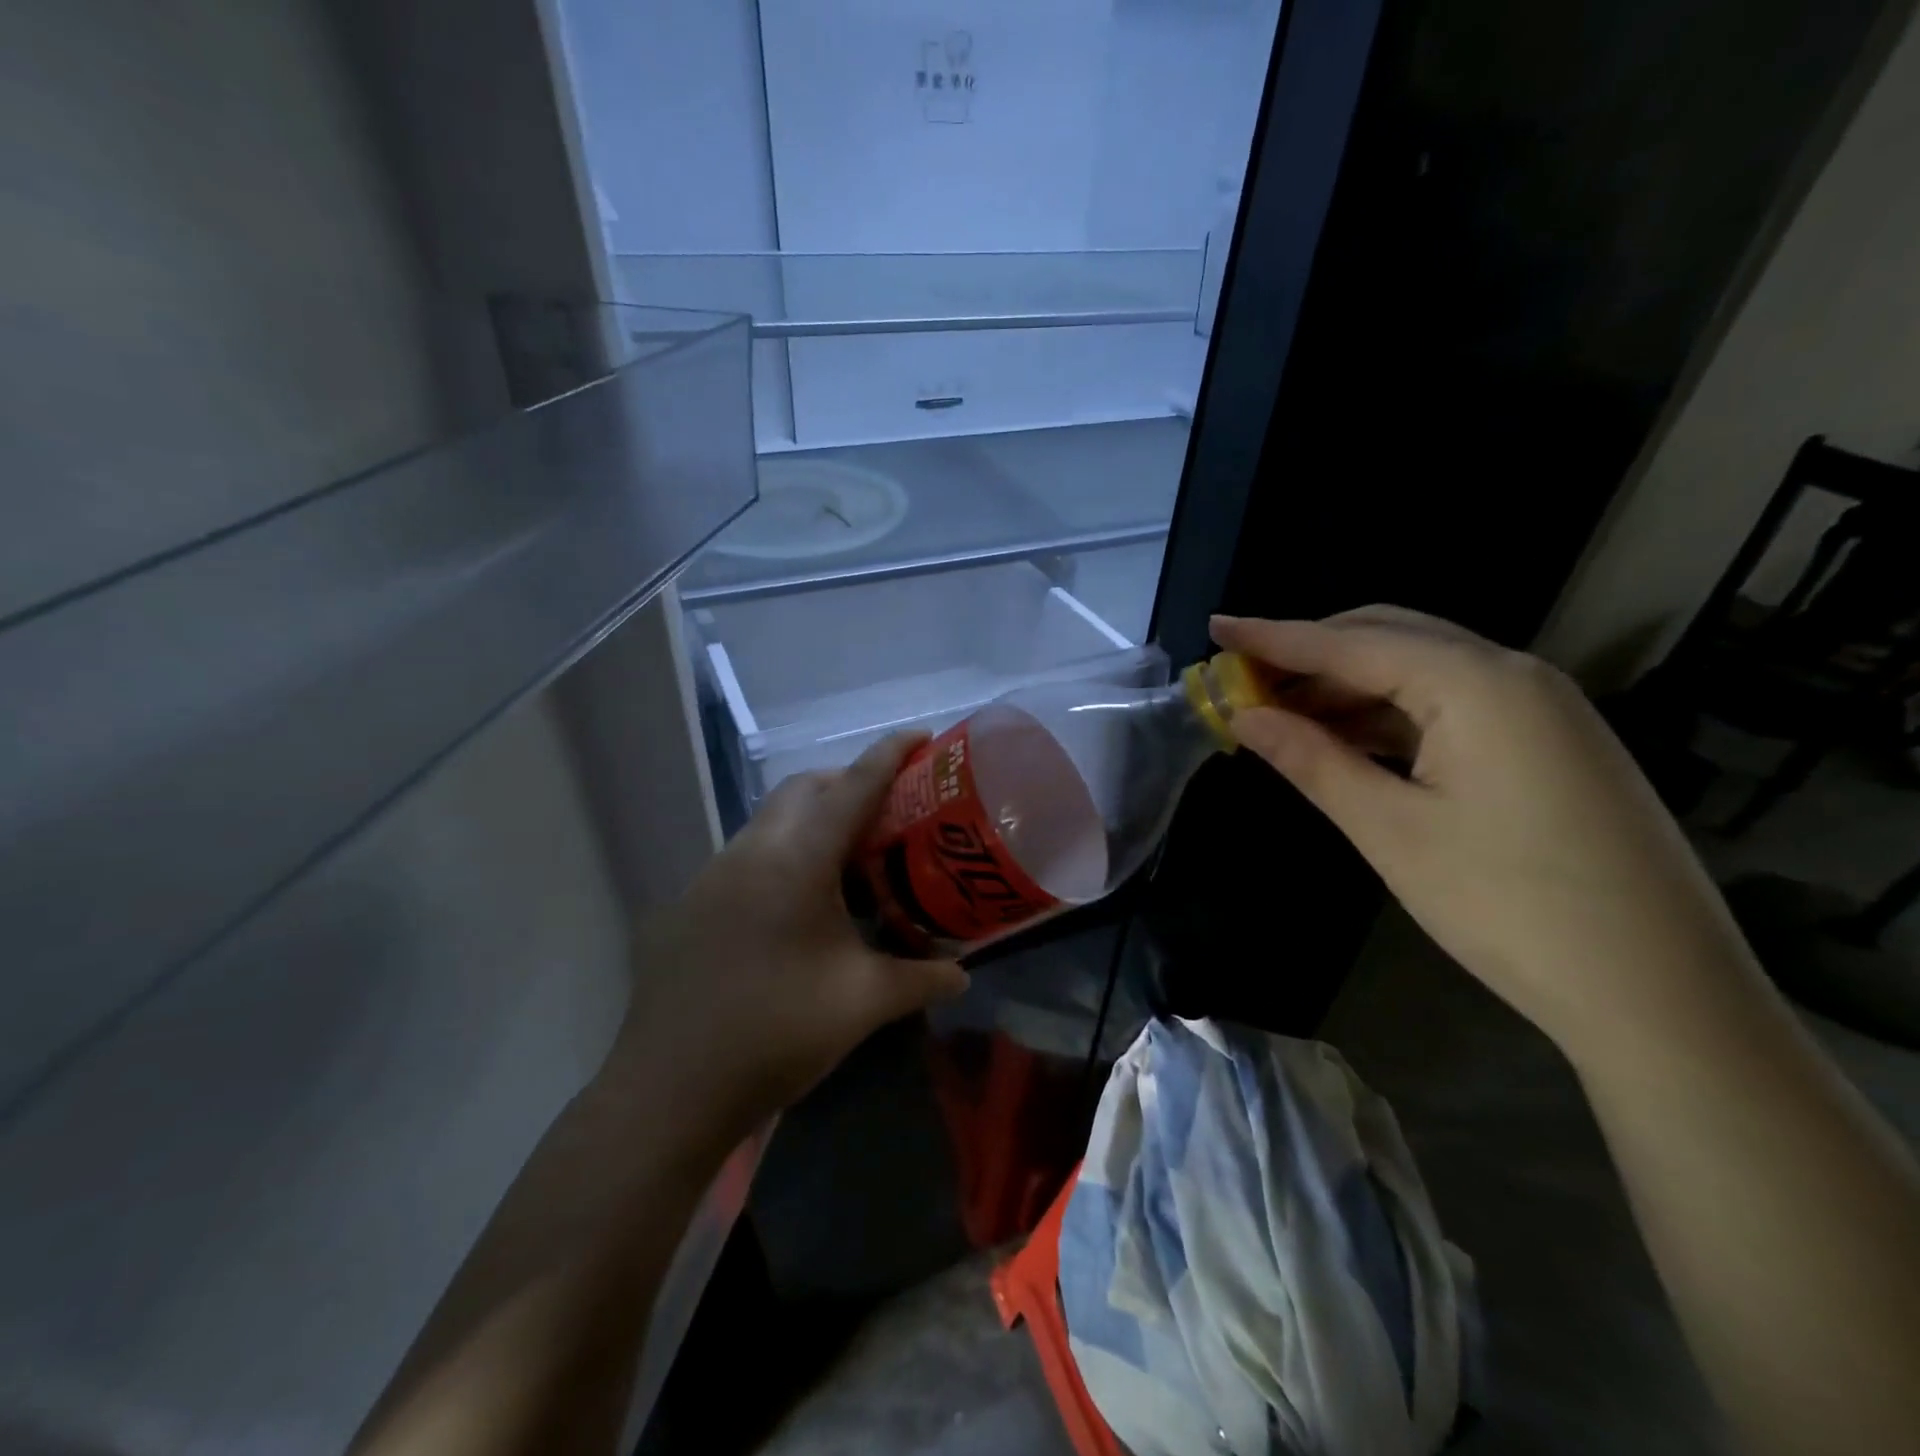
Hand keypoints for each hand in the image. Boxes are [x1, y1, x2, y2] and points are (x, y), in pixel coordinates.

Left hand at [605, 734, 968, 1143]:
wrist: (670, 1089)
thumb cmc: (776, 1033)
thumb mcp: (862, 1003)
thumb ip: (919, 979)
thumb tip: (963, 974)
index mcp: (796, 861)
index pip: (853, 787)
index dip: (889, 755)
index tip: (920, 736)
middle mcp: (750, 851)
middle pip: (804, 789)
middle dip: (848, 783)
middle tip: (888, 811)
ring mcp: (712, 875)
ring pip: (770, 820)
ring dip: (811, 821)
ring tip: (848, 861)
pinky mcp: (690, 904)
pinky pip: (746, 856)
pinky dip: (782, 855)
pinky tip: (797, 908)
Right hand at [1212, 607, 1763, 1062]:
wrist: (1661, 994)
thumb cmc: (1508, 905)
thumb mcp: (1391, 829)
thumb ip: (1311, 760)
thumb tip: (1243, 716)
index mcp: (1477, 683)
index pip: (1350, 644)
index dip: (1274, 636)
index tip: (1216, 627)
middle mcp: (1514, 675)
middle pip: (1389, 638)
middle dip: (1310, 654)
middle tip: (1244, 680)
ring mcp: (1539, 708)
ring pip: (1420, 671)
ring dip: (1346, 686)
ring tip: (1280, 714)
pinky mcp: (1547, 744)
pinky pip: (1450, 705)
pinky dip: (1388, 714)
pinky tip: (1346, 739)